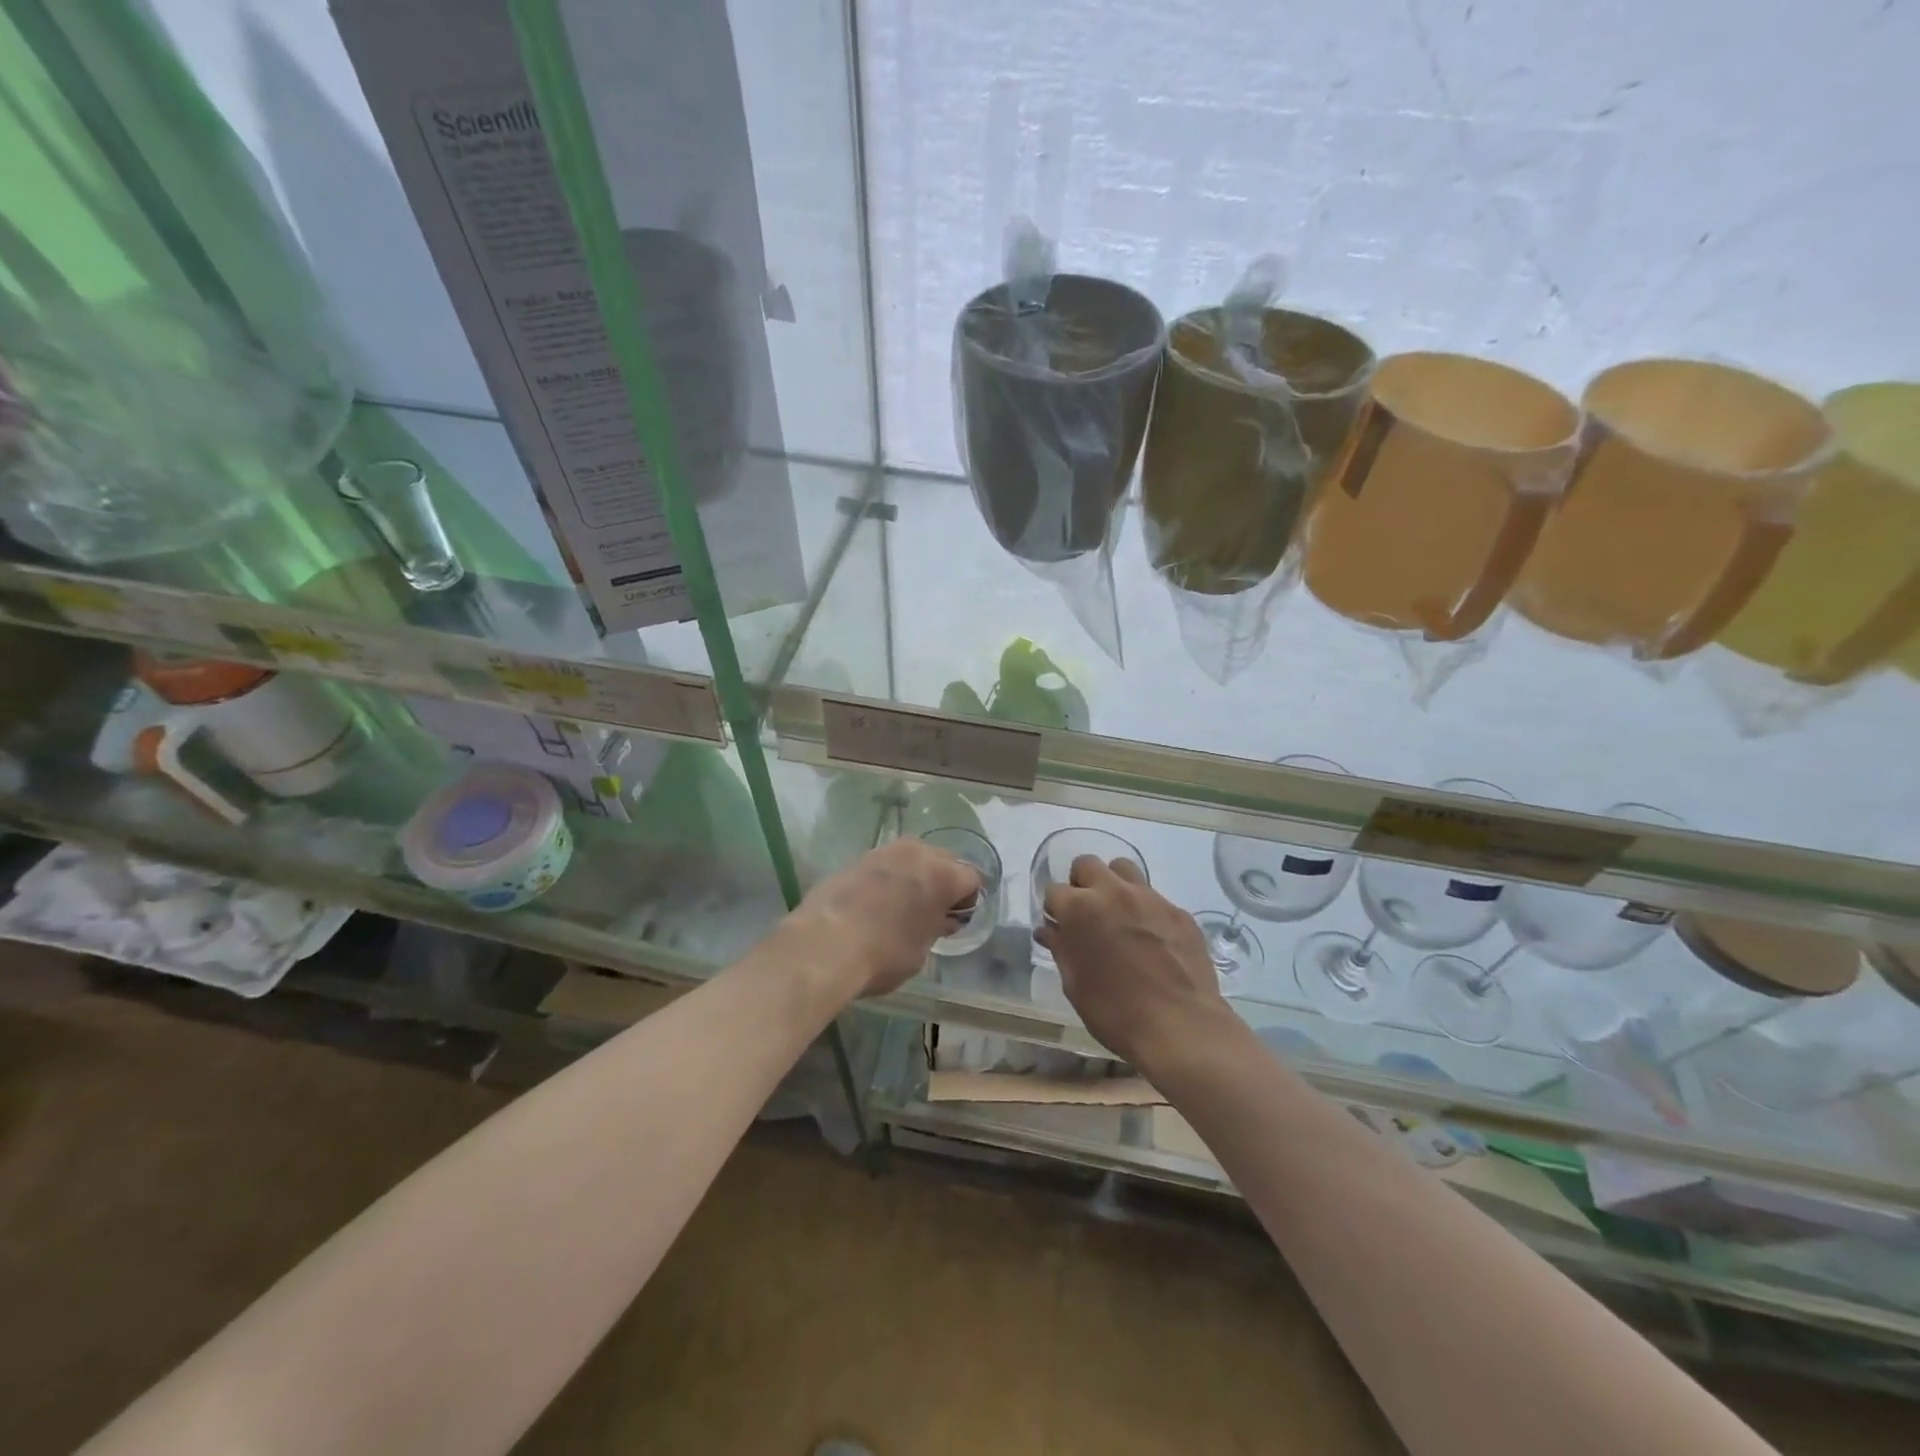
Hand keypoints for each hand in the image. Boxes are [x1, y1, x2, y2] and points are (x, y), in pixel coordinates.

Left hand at [787, 838, 982, 1002]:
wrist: (824, 944)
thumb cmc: (883, 954)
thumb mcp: (920, 951)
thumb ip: (935, 928)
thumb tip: (940, 919)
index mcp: (943, 875)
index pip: (972, 878)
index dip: (968, 901)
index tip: (955, 921)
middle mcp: (918, 853)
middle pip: (944, 860)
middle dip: (944, 881)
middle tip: (932, 911)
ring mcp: (885, 851)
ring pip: (913, 856)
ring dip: (915, 874)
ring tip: (903, 903)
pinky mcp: (858, 858)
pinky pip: (886, 863)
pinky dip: (888, 877)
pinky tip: (876, 902)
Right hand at [1035, 854, 1234, 1074]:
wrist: (1181, 1027)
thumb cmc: (1115, 1012)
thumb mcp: (1075, 985)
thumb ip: (1061, 949)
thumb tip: (1049, 931)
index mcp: (1080, 909)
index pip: (1053, 890)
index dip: (1054, 910)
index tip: (1060, 928)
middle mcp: (1113, 892)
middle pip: (1087, 864)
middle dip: (1081, 884)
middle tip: (1087, 914)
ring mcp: (1150, 898)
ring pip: (1124, 869)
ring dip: (1114, 884)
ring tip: (1118, 915)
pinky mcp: (1179, 911)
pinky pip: (1155, 897)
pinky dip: (1145, 910)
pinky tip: (1151, 939)